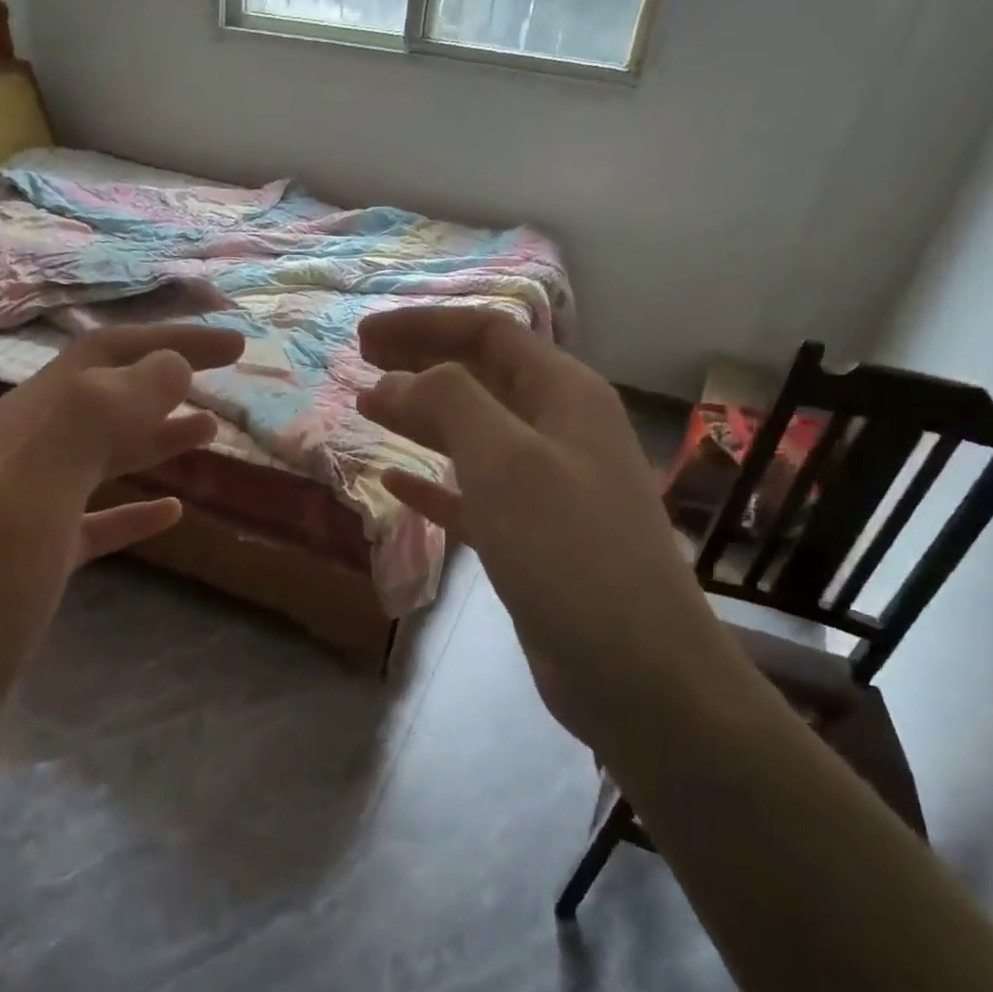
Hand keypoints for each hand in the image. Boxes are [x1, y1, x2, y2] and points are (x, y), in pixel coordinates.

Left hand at [0, 324, 244, 788]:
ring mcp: (21, 520)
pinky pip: (95, 524)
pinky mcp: (32, 573)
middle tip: (230, 378)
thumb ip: (93, 422)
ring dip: (153, 437)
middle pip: (102, 401)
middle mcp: (15, 464)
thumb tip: (170, 363)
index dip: (169, 343)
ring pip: (100, 460)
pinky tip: (171, 512)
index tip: (237, 346)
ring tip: (209, 433)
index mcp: (14, 432)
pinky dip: (134, 509)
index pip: (101, 361)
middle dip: (165, 380)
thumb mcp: (27, 502)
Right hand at [357, 307, 758, 765]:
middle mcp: (558, 431)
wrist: (631, 665)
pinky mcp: (528, 538)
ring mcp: (546, 488)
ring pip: (474, 435)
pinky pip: (471, 495)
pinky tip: (394, 480)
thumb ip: (450, 404)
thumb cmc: (568, 549)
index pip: (488, 334)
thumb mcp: (506, 461)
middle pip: (481, 378)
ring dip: (422, 417)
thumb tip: (394, 379)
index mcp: (565, 395)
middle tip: (361, 364)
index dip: (423, 327)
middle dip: (421, 364)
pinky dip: (432, 482)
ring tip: (369, 410)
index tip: (363, 337)